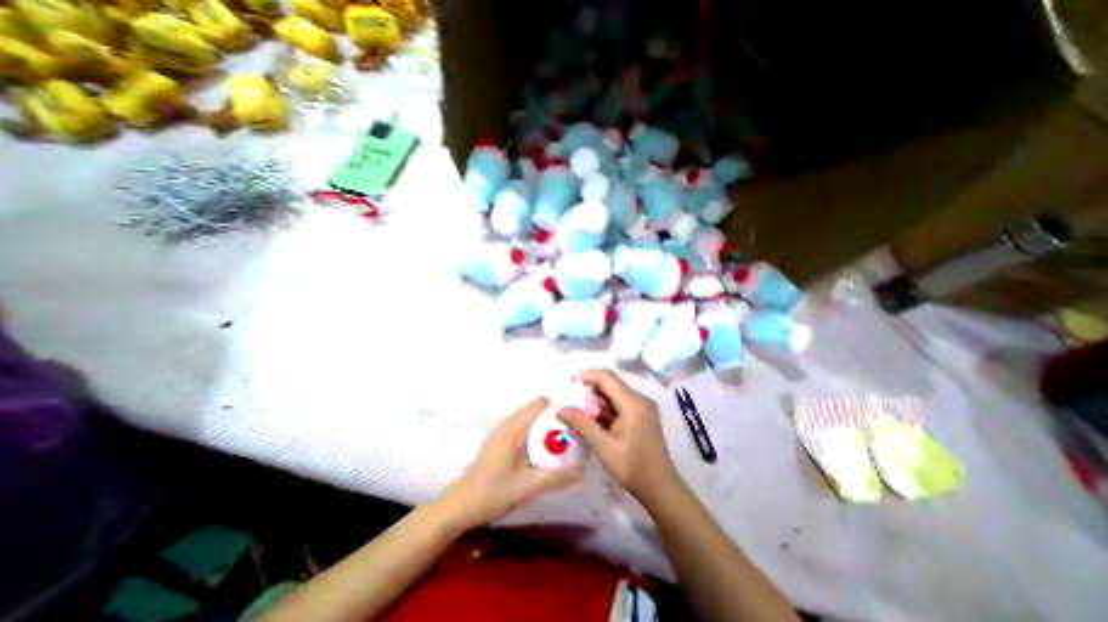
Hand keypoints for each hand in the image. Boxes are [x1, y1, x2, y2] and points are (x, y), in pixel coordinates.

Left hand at [440, 397, 581, 529]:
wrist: (460, 506)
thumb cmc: (493, 493)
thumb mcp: (529, 487)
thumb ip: (557, 478)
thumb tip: (583, 471)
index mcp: (515, 428)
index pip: (540, 403)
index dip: (559, 406)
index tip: (575, 417)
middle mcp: (508, 423)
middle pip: (535, 408)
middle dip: (555, 415)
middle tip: (573, 430)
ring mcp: (502, 431)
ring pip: (529, 417)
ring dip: (545, 423)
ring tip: (562, 439)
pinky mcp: (499, 441)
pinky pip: (522, 426)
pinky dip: (535, 431)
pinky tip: (543, 450)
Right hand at [558, 370, 678, 503]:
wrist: (661, 490)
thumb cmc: (633, 468)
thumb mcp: (603, 447)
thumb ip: (581, 424)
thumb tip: (560, 408)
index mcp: (633, 402)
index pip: (606, 377)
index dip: (585, 376)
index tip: (567, 386)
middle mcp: (639, 399)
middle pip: (610, 384)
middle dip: (588, 390)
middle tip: (569, 403)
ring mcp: (641, 407)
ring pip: (613, 395)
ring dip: (594, 401)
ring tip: (576, 414)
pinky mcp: (641, 416)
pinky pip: (618, 405)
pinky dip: (603, 410)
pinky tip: (591, 423)